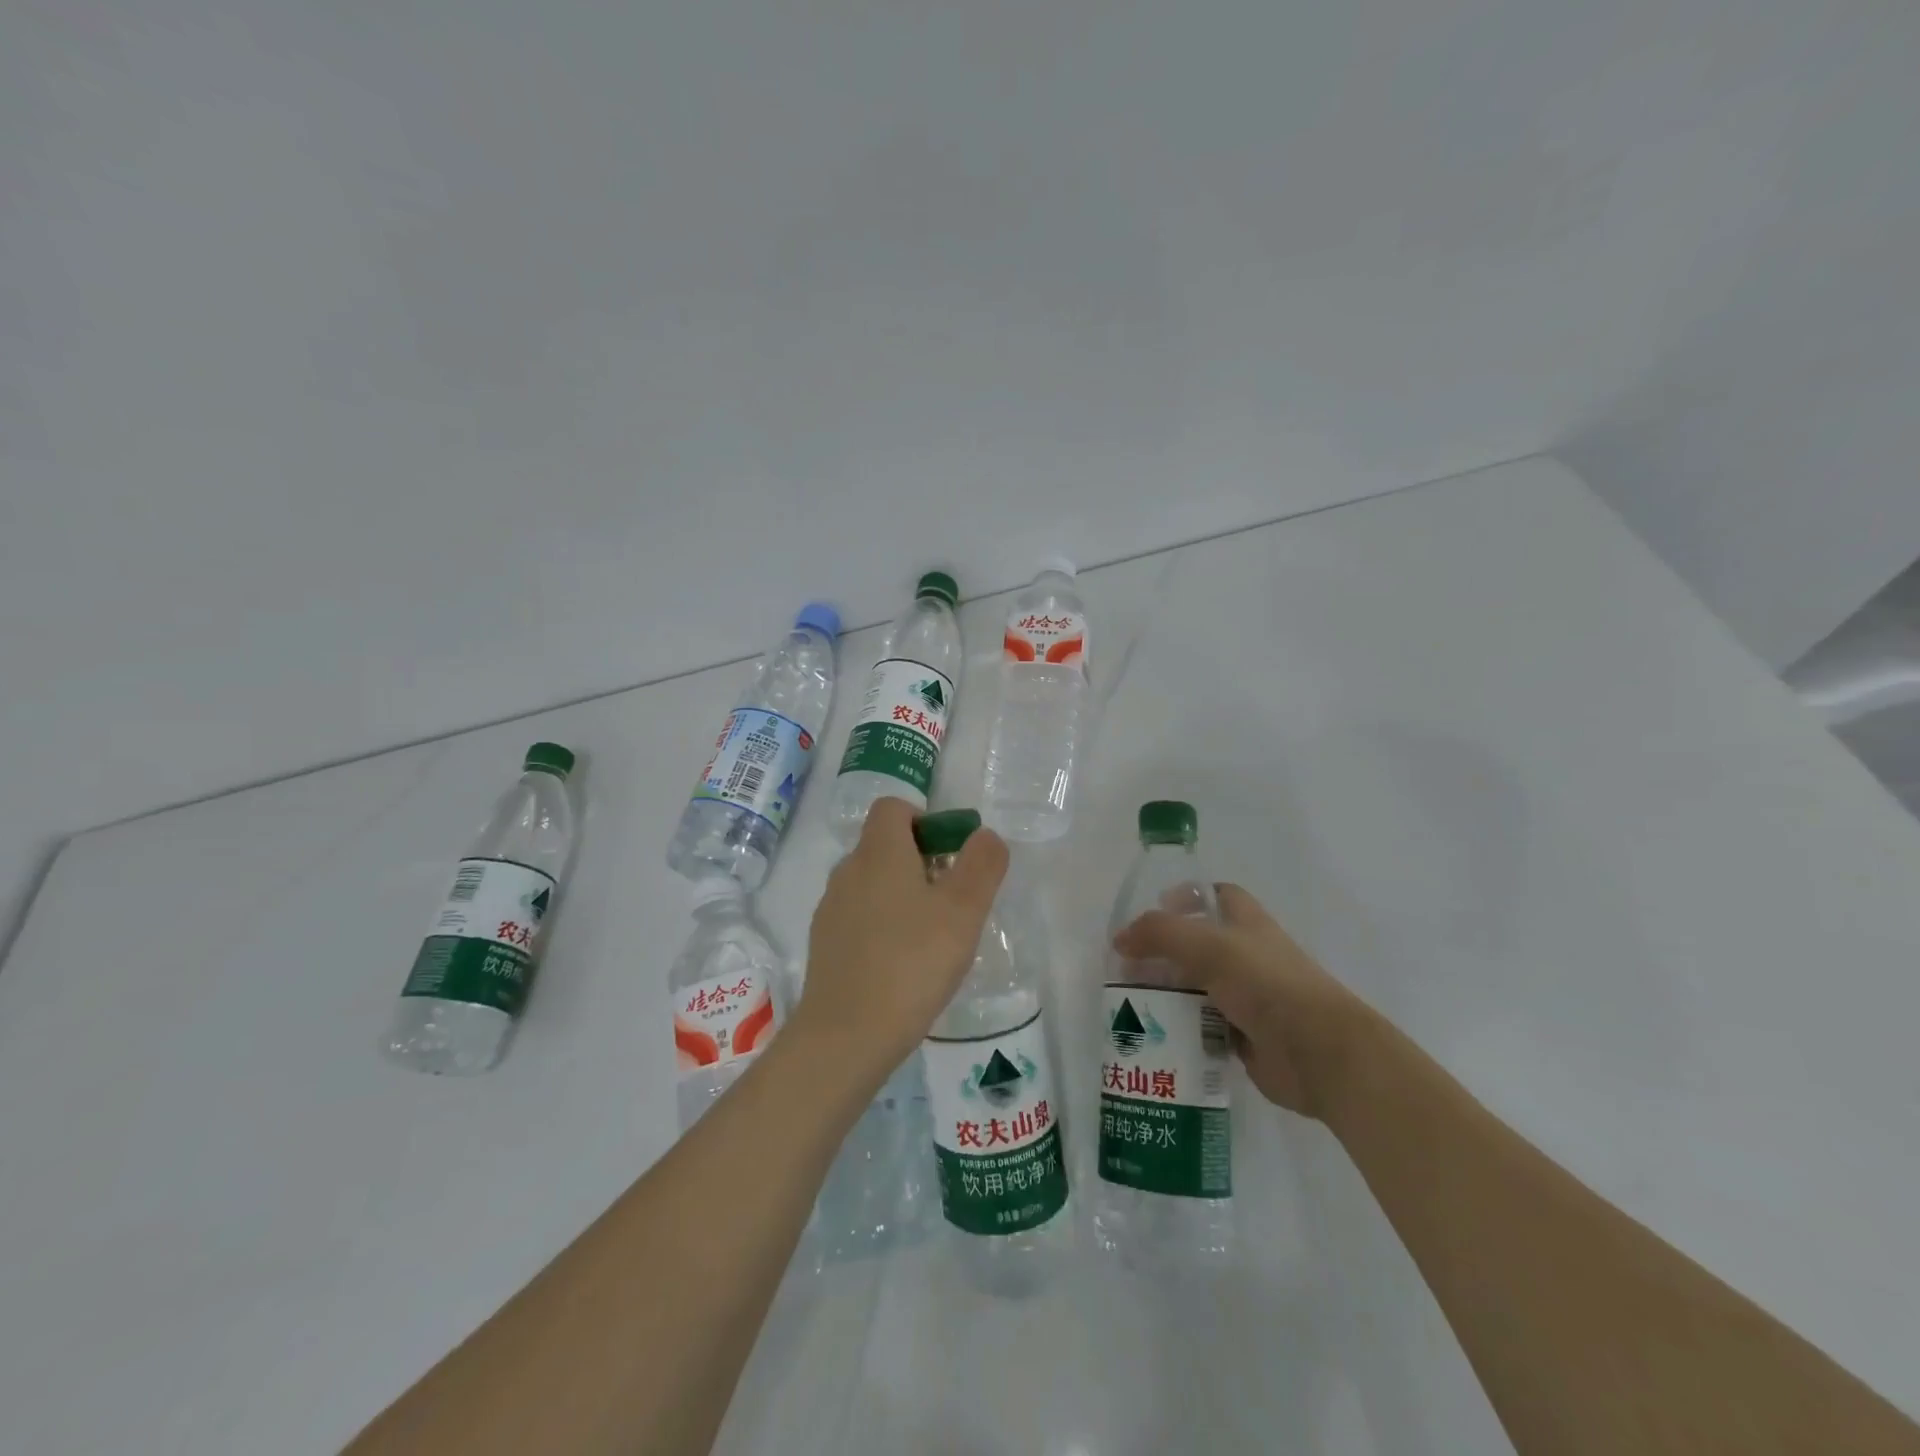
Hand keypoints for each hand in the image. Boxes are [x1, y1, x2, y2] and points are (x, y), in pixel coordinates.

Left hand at [794, 797, 1009, 1090]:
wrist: (845, 1035)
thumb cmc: (911, 963)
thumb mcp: (963, 912)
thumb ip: (981, 866)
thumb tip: (985, 835)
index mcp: (879, 852)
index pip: (893, 807)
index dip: (926, 819)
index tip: (952, 855)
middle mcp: (848, 870)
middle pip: (885, 845)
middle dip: (922, 861)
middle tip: (953, 901)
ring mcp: (831, 908)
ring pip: (873, 883)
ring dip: (903, 895)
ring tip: (932, 938)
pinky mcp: (824, 943)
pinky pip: (859, 916)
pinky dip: (883, 925)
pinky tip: (903, 964)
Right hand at [1114, 884, 1373, 1119]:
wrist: (1319, 1053)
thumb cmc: (1267, 984)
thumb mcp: (1208, 946)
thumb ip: (1160, 933)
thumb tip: (1119, 939)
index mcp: (1247, 924)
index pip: (1218, 895)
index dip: (1189, 896)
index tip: (1157, 908)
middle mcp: (1248, 956)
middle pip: (1198, 945)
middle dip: (1163, 952)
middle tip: (1126, 965)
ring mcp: (1247, 998)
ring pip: (1196, 988)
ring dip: (1166, 994)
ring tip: (1128, 1003)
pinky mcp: (1243, 1037)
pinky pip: (1202, 1026)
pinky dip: (1180, 1029)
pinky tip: (1153, 1035)